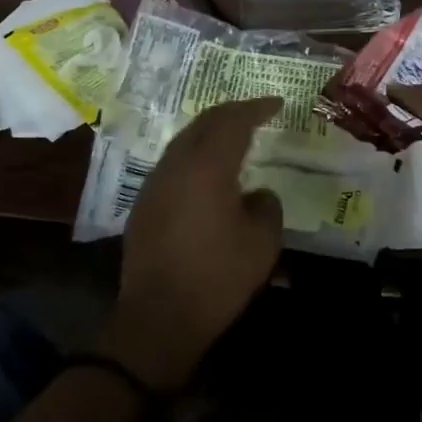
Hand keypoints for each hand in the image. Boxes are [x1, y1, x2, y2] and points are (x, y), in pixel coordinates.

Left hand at [102, 96, 284, 392]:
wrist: (158, 317)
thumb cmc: (217, 277)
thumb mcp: (262, 242)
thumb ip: (267, 206)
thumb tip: (257, 194)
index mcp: (208, 166)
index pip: (234, 121)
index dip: (257, 108)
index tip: (277, 104)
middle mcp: (176, 164)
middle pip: (204, 123)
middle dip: (232, 113)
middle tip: (256, 113)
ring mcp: (154, 183)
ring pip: (184, 141)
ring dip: (210, 133)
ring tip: (234, 137)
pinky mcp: (144, 204)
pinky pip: (174, 163)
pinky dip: (196, 155)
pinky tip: (208, 172)